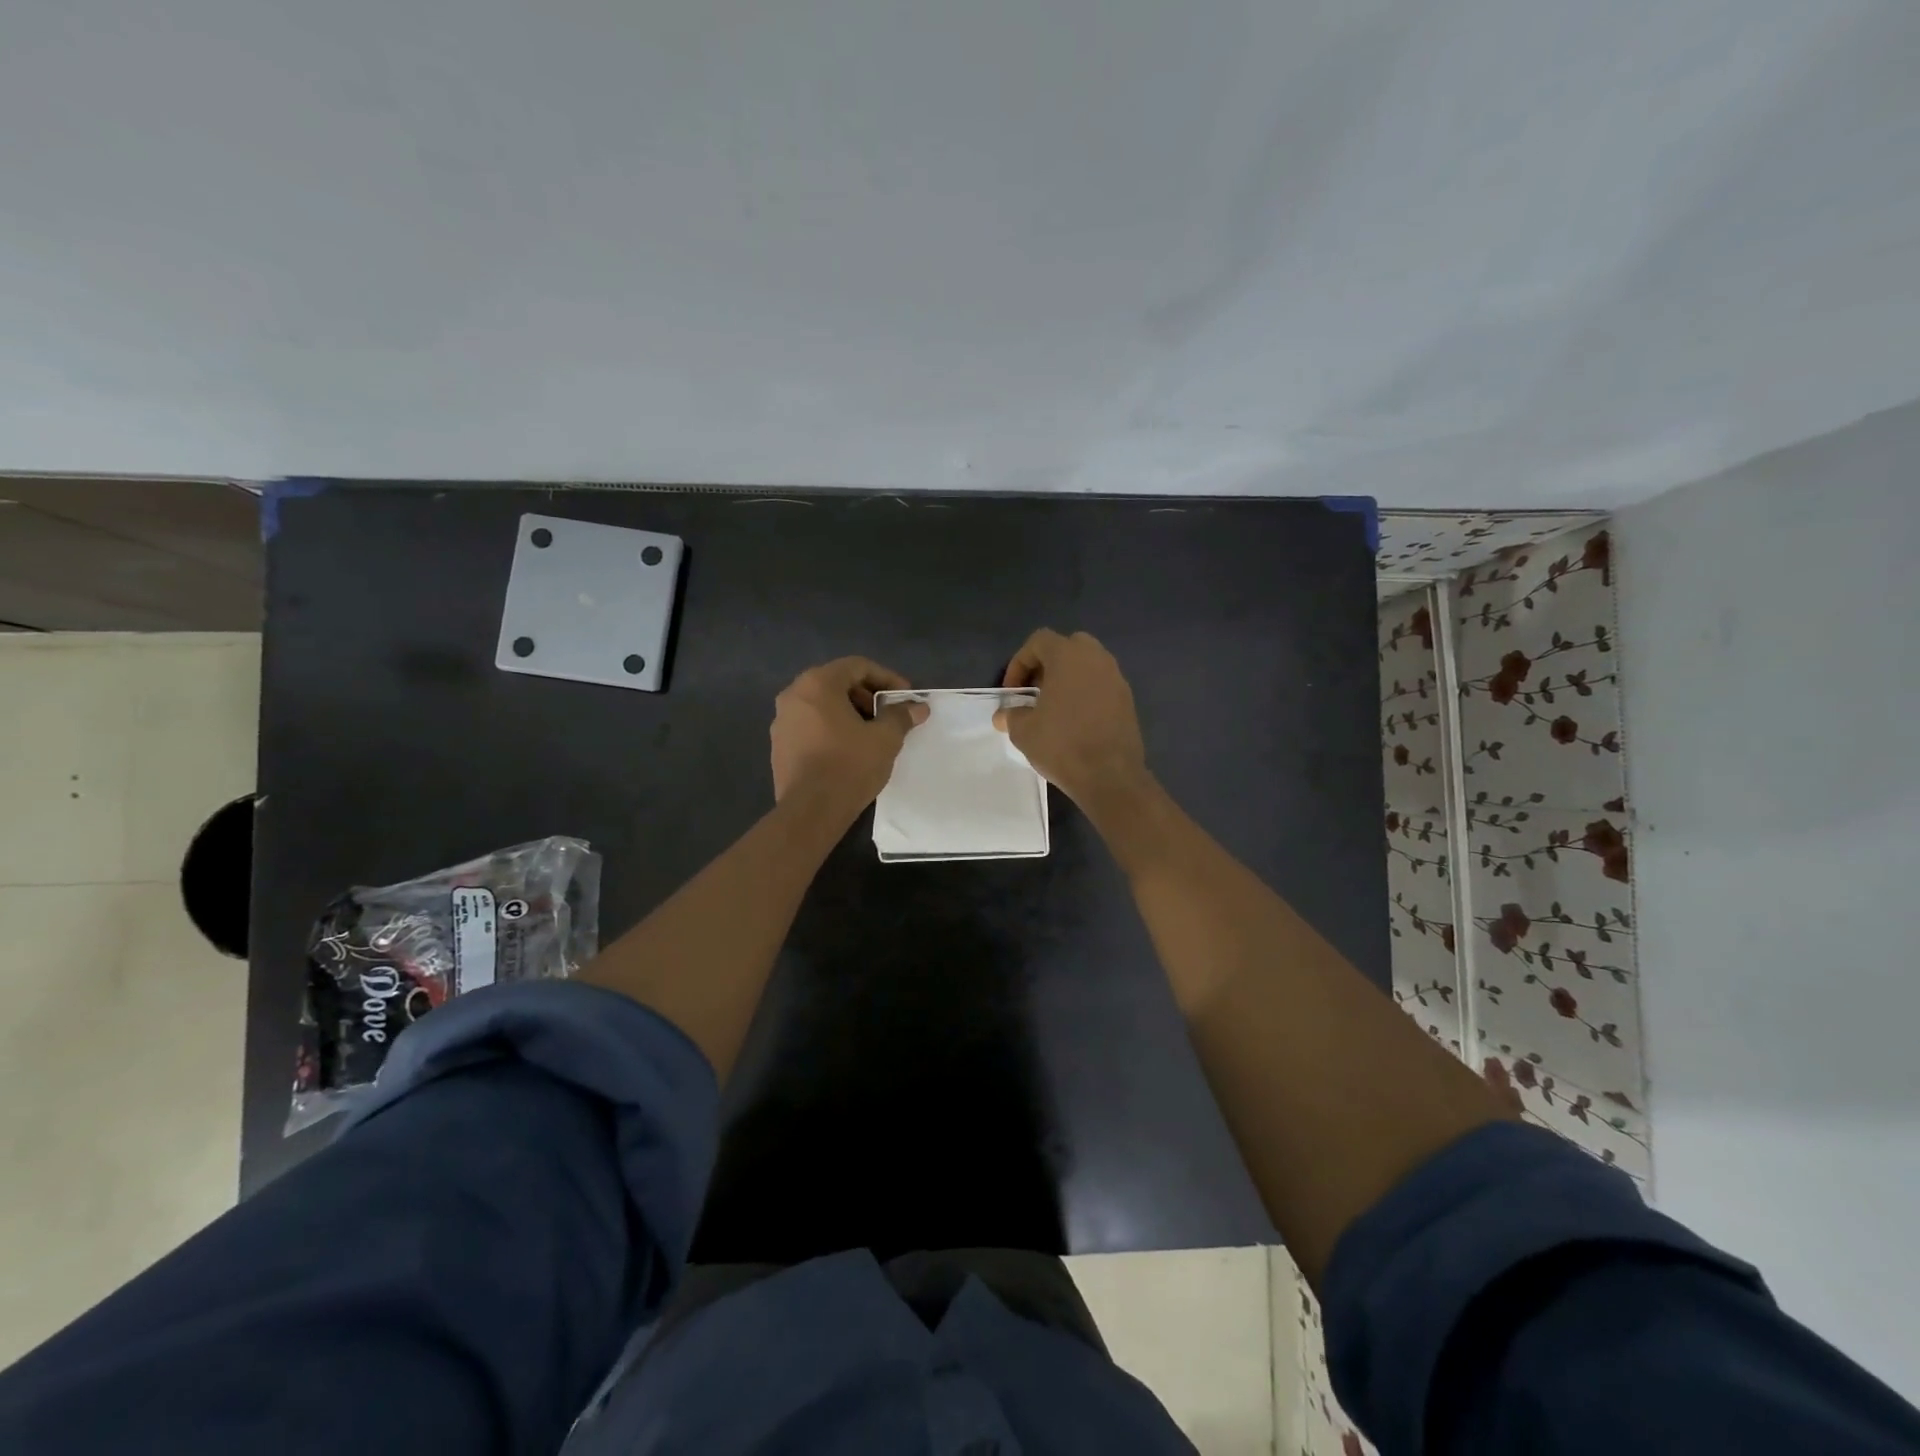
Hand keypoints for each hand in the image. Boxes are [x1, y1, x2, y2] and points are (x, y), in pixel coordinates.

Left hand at [770, 657, 927, 815]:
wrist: (810, 811)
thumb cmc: (849, 766)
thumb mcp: (885, 739)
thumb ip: (901, 716)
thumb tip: (918, 707)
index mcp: (817, 684)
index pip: (857, 666)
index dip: (887, 678)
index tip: (905, 697)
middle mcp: (794, 695)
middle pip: (837, 682)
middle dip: (867, 695)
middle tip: (889, 715)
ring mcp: (782, 720)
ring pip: (822, 704)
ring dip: (849, 712)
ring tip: (871, 733)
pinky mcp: (779, 745)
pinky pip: (810, 724)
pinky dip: (831, 728)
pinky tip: (848, 750)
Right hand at [994, 629, 1149, 811]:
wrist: (1110, 776)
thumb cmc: (1061, 745)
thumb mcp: (1023, 731)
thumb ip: (1012, 715)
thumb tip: (1004, 716)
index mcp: (1068, 656)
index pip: (1039, 641)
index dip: (1020, 662)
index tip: (1013, 692)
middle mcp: (1096, 658)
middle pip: (1068, 646)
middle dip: (1047, 665)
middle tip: (1035, 692)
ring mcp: (1116, 678)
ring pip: (1087, 665)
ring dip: (1068, 679)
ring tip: (1054, 708)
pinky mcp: (1128, 699)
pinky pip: (1101, 685)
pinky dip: (1086, 694)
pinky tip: (1076, 721)